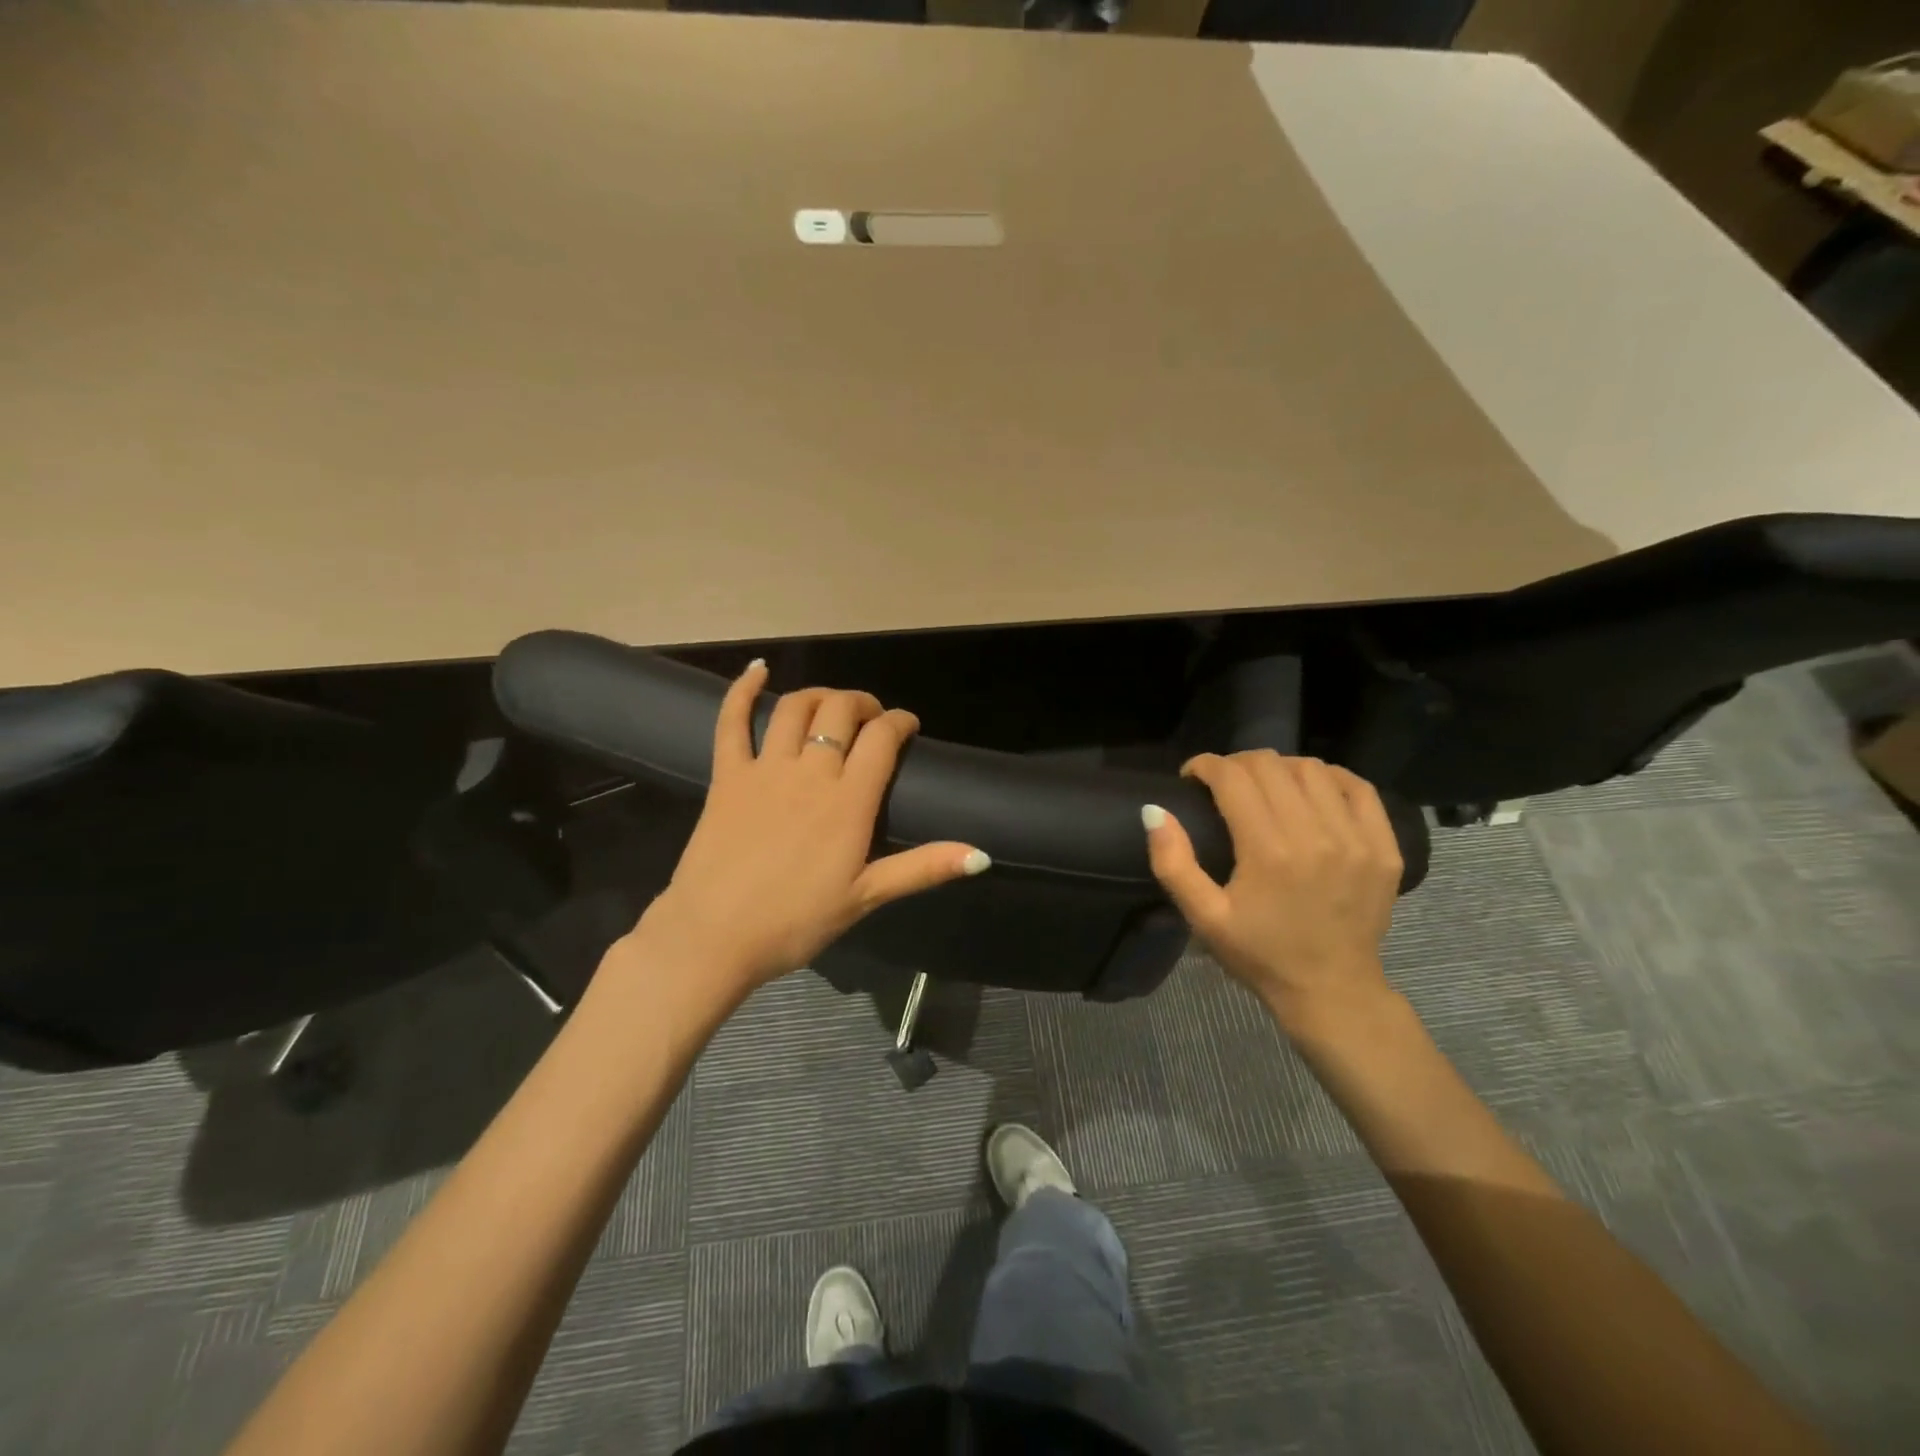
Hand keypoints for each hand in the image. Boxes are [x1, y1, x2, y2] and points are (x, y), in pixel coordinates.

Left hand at [620, 661, 988, 997]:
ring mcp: (764, 770)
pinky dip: (743, 691)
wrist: (715, 937)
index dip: (900, 721)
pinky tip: (757, 670)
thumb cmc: (795, 922)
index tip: (907, 725)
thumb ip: (922, 868)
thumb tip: (981, 855)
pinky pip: (732, 722)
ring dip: (820, 695)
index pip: (882, 738)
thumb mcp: (866, 897)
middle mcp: (810, 772)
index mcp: (848, 801)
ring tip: (832, 704)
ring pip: (795, 708)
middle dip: (862, 703)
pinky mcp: (726, 776)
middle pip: (840, 711)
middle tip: (871, 717)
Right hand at [1143, 752, 1402, 1035]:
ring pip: (1312, 769)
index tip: (1192, 777)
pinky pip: (1358, 788)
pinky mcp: (1384, 847)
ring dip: (1280, 768)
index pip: (1233, 777)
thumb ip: (1173, 863)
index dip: (1205, 765)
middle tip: (1223, 783)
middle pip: (1270, 765)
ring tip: (1266, 787)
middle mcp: (1315, 834)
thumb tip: (1153, 810)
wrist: (1332, 991)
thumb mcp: (1204, 918)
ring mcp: (1356, 839)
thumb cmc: (1260, 955)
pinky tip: (1311, 791)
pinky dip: (1329, 778)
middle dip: (1237, 764)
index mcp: (1267, 851)